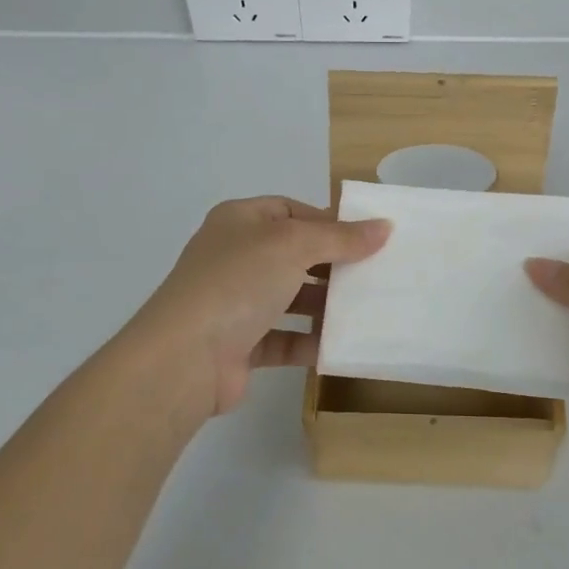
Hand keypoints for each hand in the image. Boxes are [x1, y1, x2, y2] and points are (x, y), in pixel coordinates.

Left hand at [123, 197, 389, 425]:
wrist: (185, 357)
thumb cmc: (238, 282)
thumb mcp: (294, 245)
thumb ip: (340, 237)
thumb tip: (384, 226)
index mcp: (239, 221)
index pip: (290, 211)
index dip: (328, 221)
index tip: (367, 237)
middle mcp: (234, 257)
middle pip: (293, 254)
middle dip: (331, 264)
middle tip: (374, 273)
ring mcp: (234, 302)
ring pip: (289, 297)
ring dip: (323, 304)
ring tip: (365, 308)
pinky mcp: (239, 345)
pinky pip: (283, 338)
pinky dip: (309, 341)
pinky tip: (339, 344)